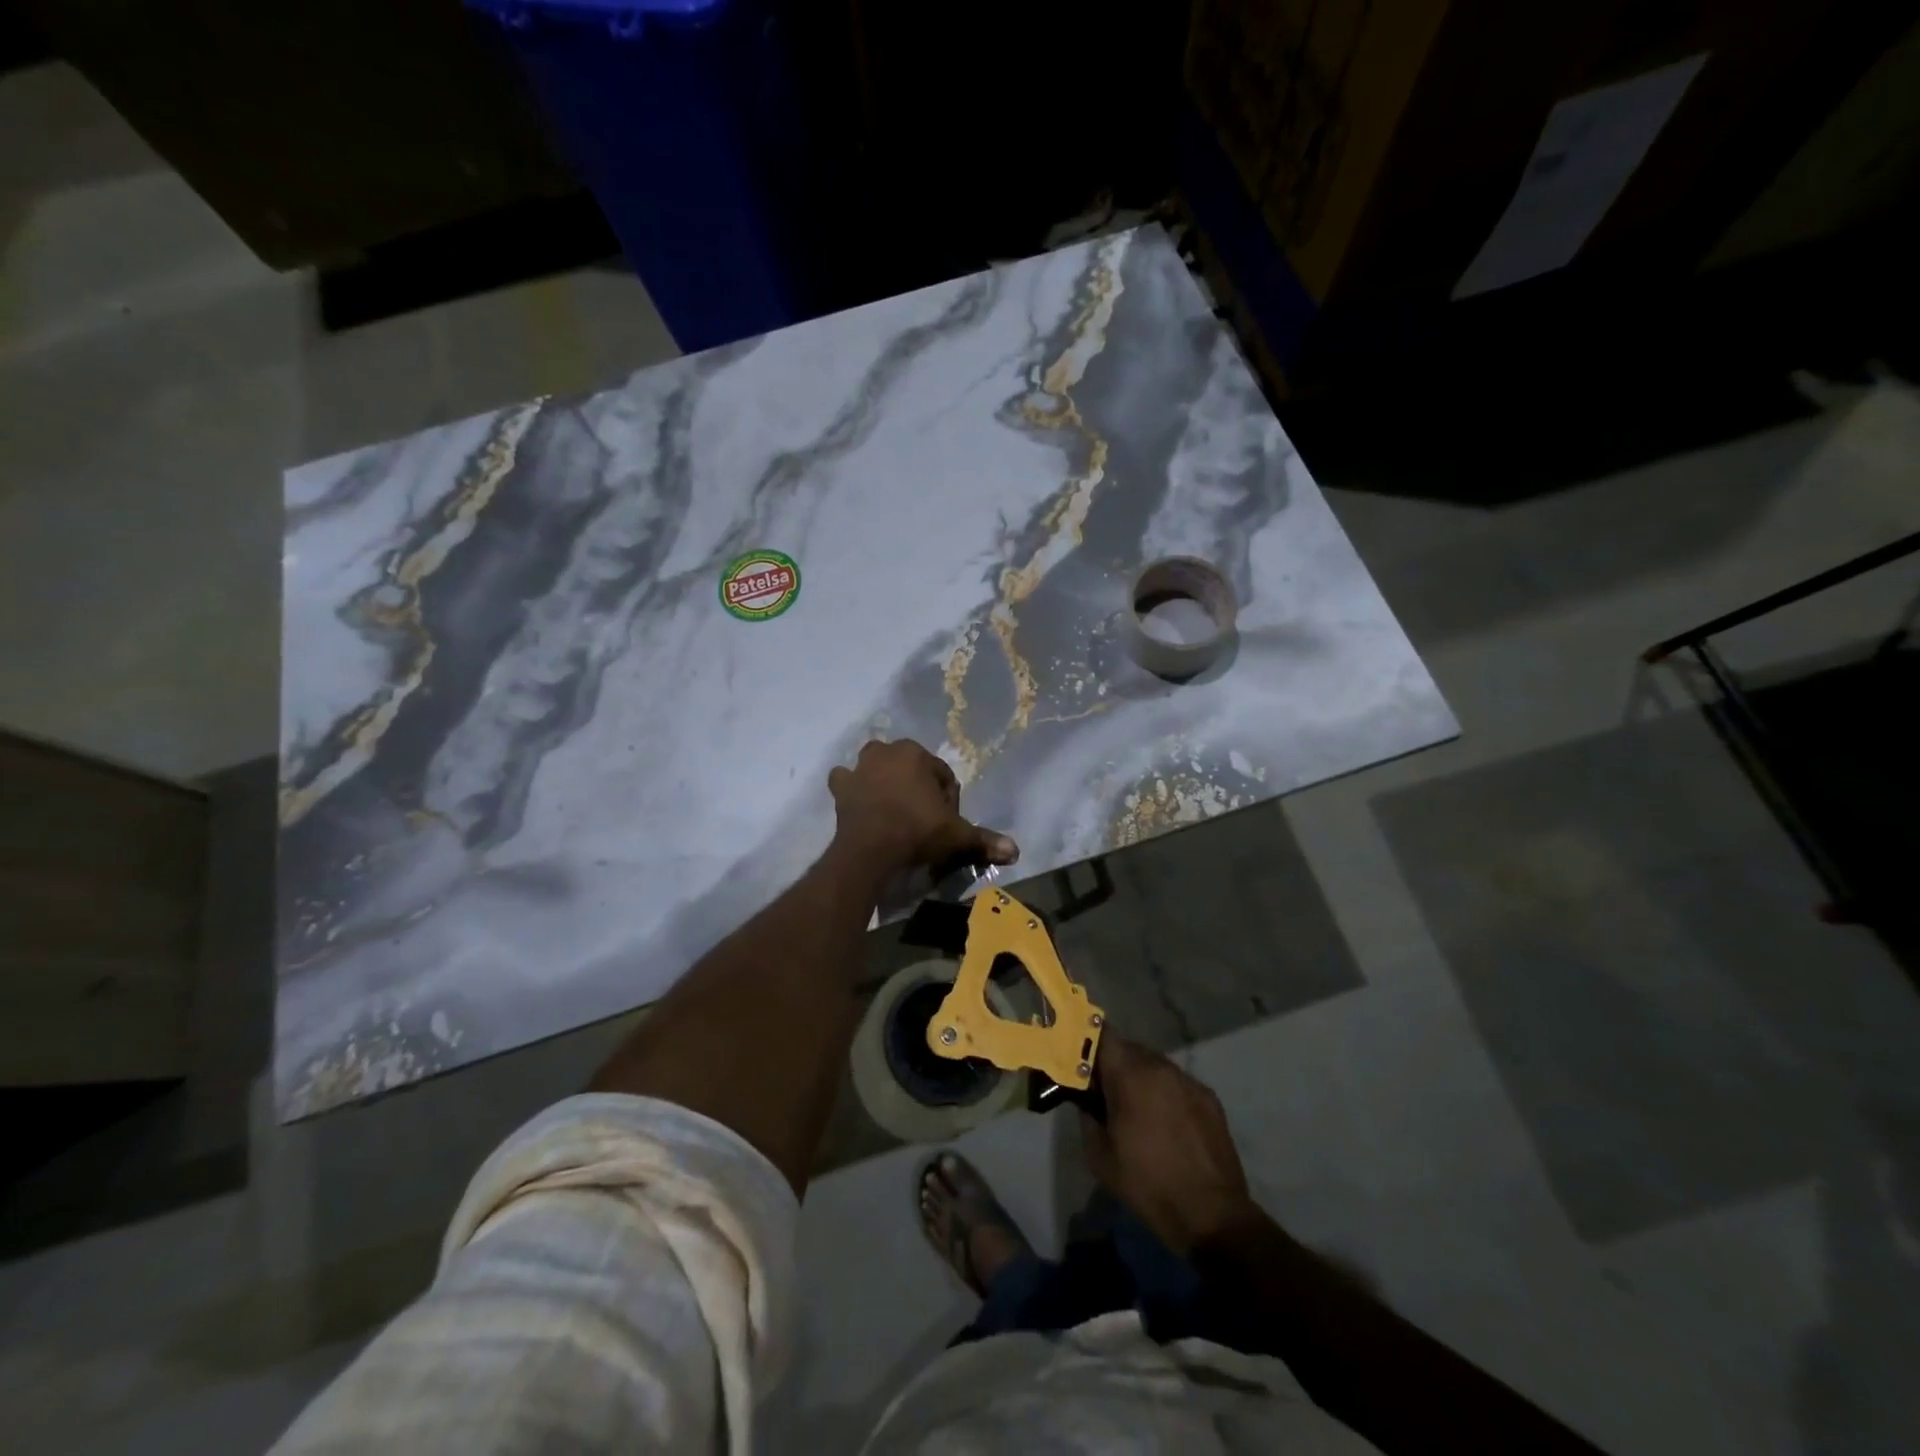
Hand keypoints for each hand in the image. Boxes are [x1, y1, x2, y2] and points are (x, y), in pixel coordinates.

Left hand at [827, 739, 1017, 874]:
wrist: (870, 849)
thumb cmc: (917, 831)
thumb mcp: (956, 835)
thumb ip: (984, 839)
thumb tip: (1015, 851)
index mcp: (916, 754)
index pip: (941, 775)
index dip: (947, 800)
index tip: (946, 823)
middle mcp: (886, 752)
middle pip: (909, 767)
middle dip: (917, 787)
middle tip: (922, 818)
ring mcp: (859, 767)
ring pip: (876, 768)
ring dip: (884, 781)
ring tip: (893, 810)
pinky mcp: (840, 787)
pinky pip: (846, 781)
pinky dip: (852, 788)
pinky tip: (860, 803)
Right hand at [1081, 1034, 1259, 1254]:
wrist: (1212, 1214)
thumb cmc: (1148, 1184)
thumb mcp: (1100, 1157)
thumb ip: (1087, 1117)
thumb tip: (1087, 1101)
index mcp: (1130, 1075)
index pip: (1103, 1035)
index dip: (1089, 1045)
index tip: (1082, 1065)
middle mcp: (1160, 1067)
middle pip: (1129, 1049)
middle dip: (1114, 1065)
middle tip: (1106, 1093)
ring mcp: (1188, 1080)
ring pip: (1155, 1065)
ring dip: (1141, 1078)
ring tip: (1138, 1111)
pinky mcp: (1209, 1097)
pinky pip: (1178, 1083)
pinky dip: (1166, 1093)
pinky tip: (1168, 1124)